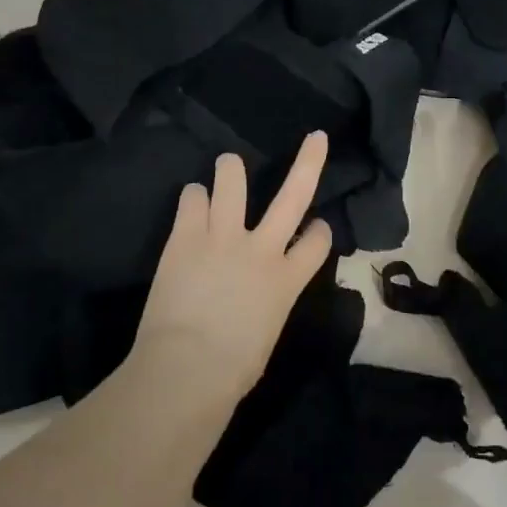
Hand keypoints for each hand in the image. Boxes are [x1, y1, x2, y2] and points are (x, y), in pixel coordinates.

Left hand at [128, 131, 336, 409]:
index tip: (318, 227)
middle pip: (295, 195)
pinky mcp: (186, 236)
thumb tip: (254, 300)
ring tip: (228, 164)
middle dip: (308, 163)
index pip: (317, 242)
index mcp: (288, 280)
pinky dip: (194, 197)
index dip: (320, 232)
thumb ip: (266, 304)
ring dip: (232, 170)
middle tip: (316, 139)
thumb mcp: (266, 334)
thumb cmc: (233, 368)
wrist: (189, 366)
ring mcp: (223, 236)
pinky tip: (192, 200)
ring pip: (233, 183)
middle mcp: (262, 248)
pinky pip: (193, 199)